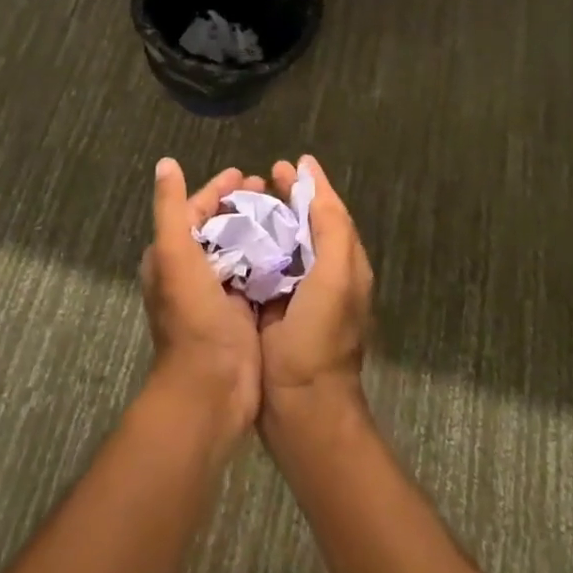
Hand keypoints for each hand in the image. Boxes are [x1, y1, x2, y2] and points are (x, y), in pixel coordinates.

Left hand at [141, 159, 263, 451]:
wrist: (211, 389)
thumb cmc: (191, 317)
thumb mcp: (174, 254)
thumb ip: (170, 208)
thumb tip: (165, 163)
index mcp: (170, 258)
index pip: (193, 210)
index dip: (217, 190)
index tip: (245, 174)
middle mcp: (190, 273)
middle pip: (219, 227)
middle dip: (241, 206)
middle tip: (271, 189)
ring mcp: (217, 294)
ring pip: (240, 248)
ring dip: (259, 229)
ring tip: (286, 212)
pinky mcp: (241, 313)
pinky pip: (257, 274)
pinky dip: (271, 257)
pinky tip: (294, 247)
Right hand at [258, 156, 373, 434]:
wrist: (301, 409)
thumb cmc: (320, 339)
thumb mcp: (335, 276)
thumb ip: (331, 227)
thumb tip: (313, 177)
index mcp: (344, 264)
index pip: (328, 211)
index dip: (309, 185)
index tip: (284, 163)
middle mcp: (324, 275)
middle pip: (305, 224)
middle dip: (285, 198)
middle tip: (258, 177)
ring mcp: (298, 295)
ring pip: (282, 244)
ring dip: (265, 220)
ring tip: (239, 201)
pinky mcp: (273, 311)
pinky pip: (263, 269)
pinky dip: (250, 249)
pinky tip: (229, 239)